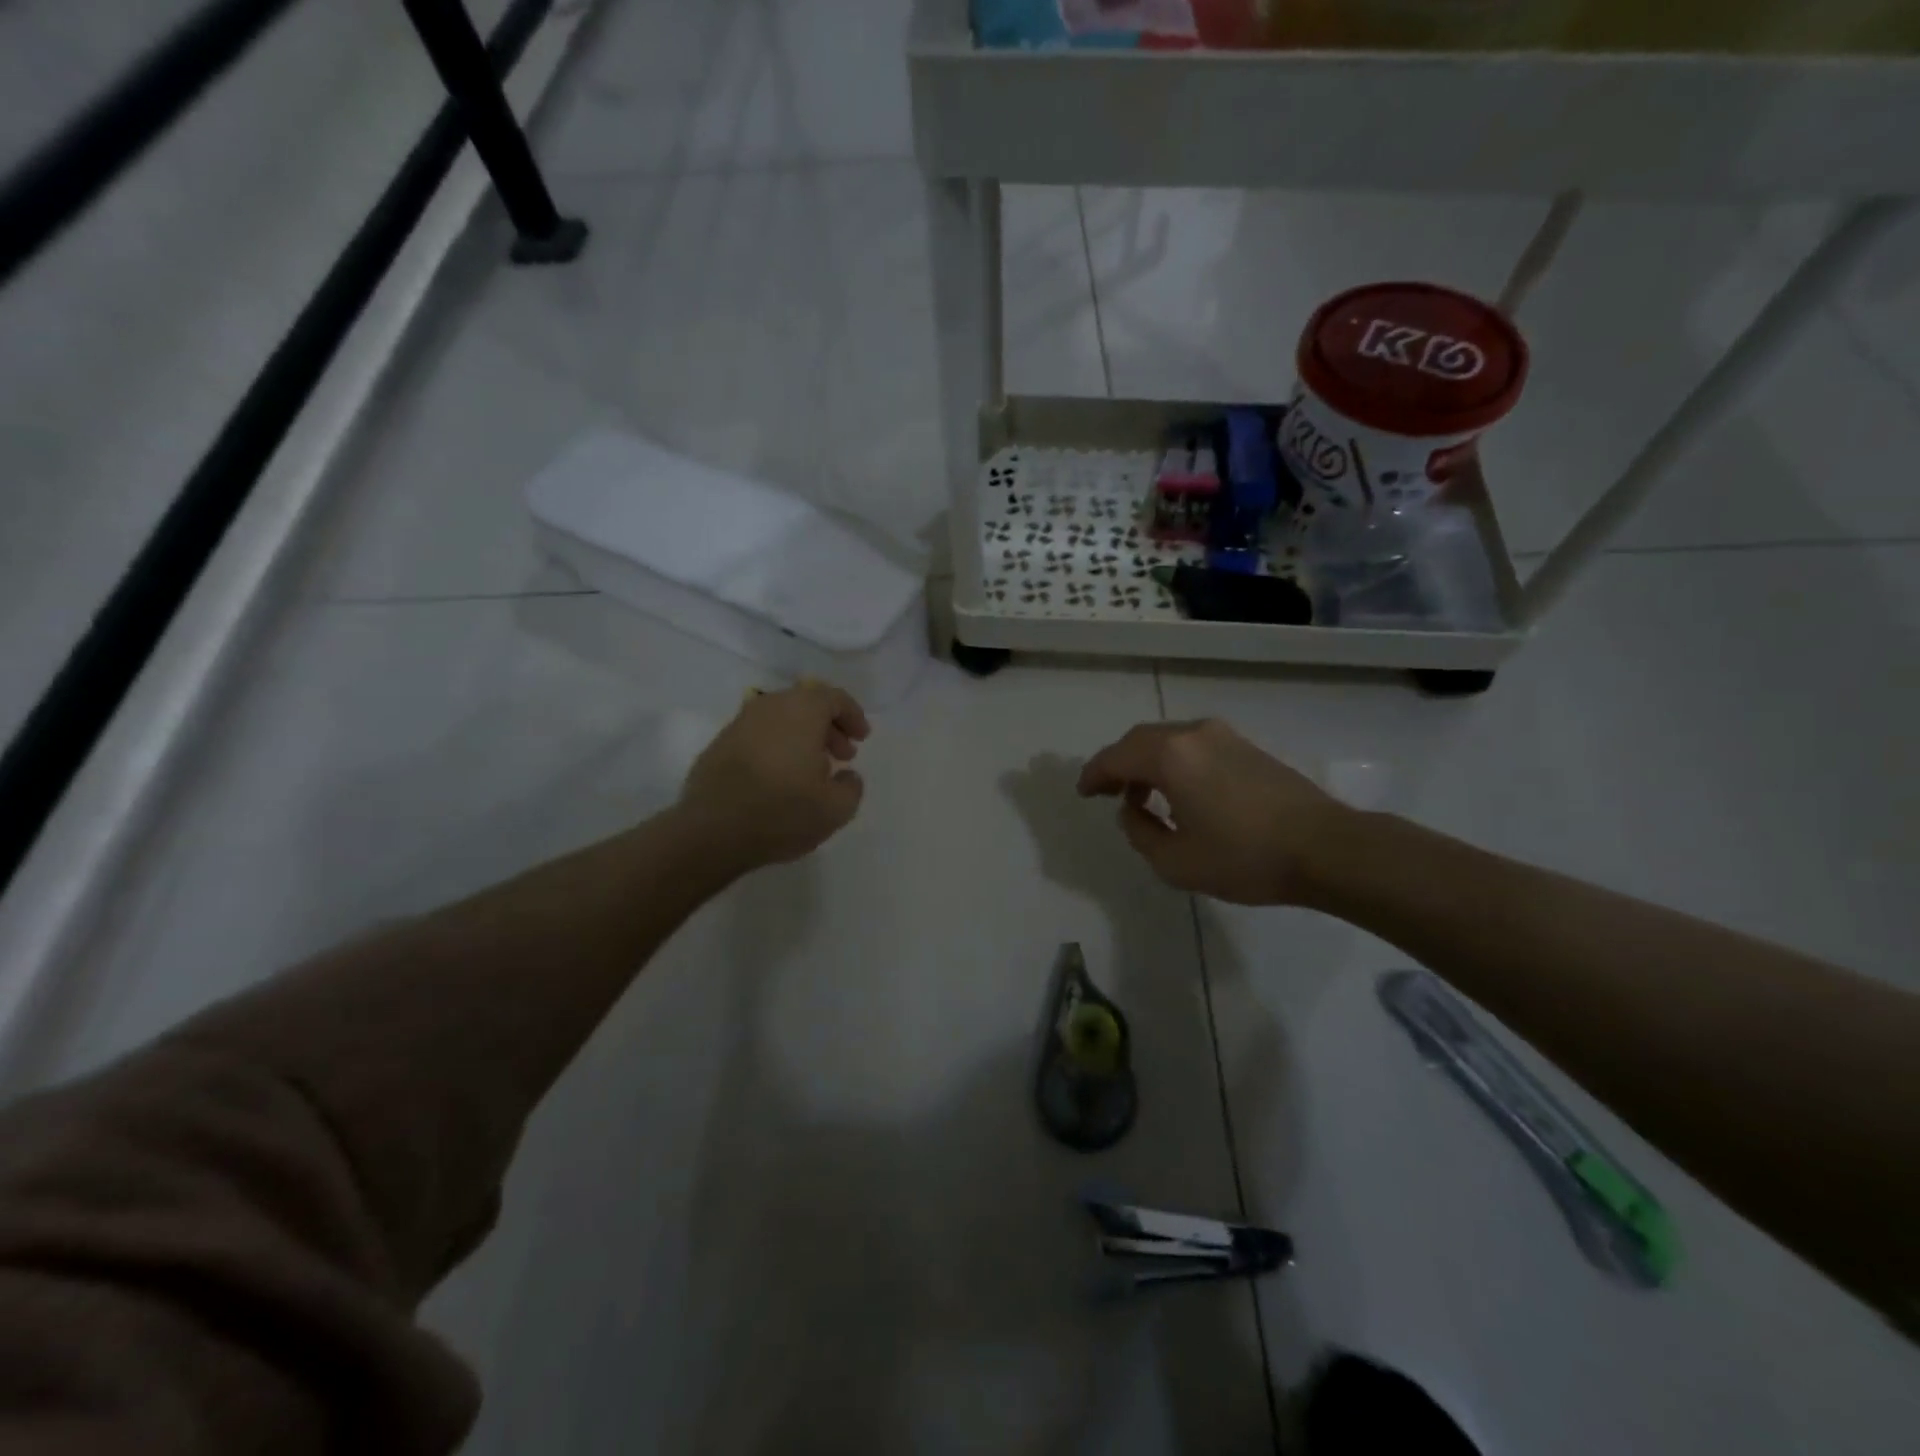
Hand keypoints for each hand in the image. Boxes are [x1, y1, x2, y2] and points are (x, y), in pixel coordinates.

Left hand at [678, 682, 869, 872]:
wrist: (712, 831)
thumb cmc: (782, 812)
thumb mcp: (836, 809)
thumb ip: (852, 786)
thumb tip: (846, 775)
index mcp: (801, 711)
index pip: (833, 697)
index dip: (852, 716)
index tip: (862, 739)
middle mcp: (769, 707)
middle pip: (806, 704)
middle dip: (828, 727)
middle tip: (842, 756)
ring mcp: (739, 724)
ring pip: (780, 719)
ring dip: (802, 738)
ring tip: (812, 771)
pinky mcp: (719, 745)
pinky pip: (758, 736)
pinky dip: (776, 748)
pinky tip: (780, 779)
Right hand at [1076, 719, 1344, 904]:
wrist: (1326, 848)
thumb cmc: (1245, 857)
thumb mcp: (1176, 862)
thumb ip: (1140, 832)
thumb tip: (1133, 810)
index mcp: (1170, 756)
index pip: (1115, 757)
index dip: (1093, 775)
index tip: (1083, 793)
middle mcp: (1193, 734)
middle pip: (1139, 740)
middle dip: (1117, 764)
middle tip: (1106, 791)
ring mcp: (1223, 737)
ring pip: (1168, 740)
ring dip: (1146, 762)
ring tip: (1141, 796)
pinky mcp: (1246, 747)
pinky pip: (1193, 745)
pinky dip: (1173, 762)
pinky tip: (1180, 792)